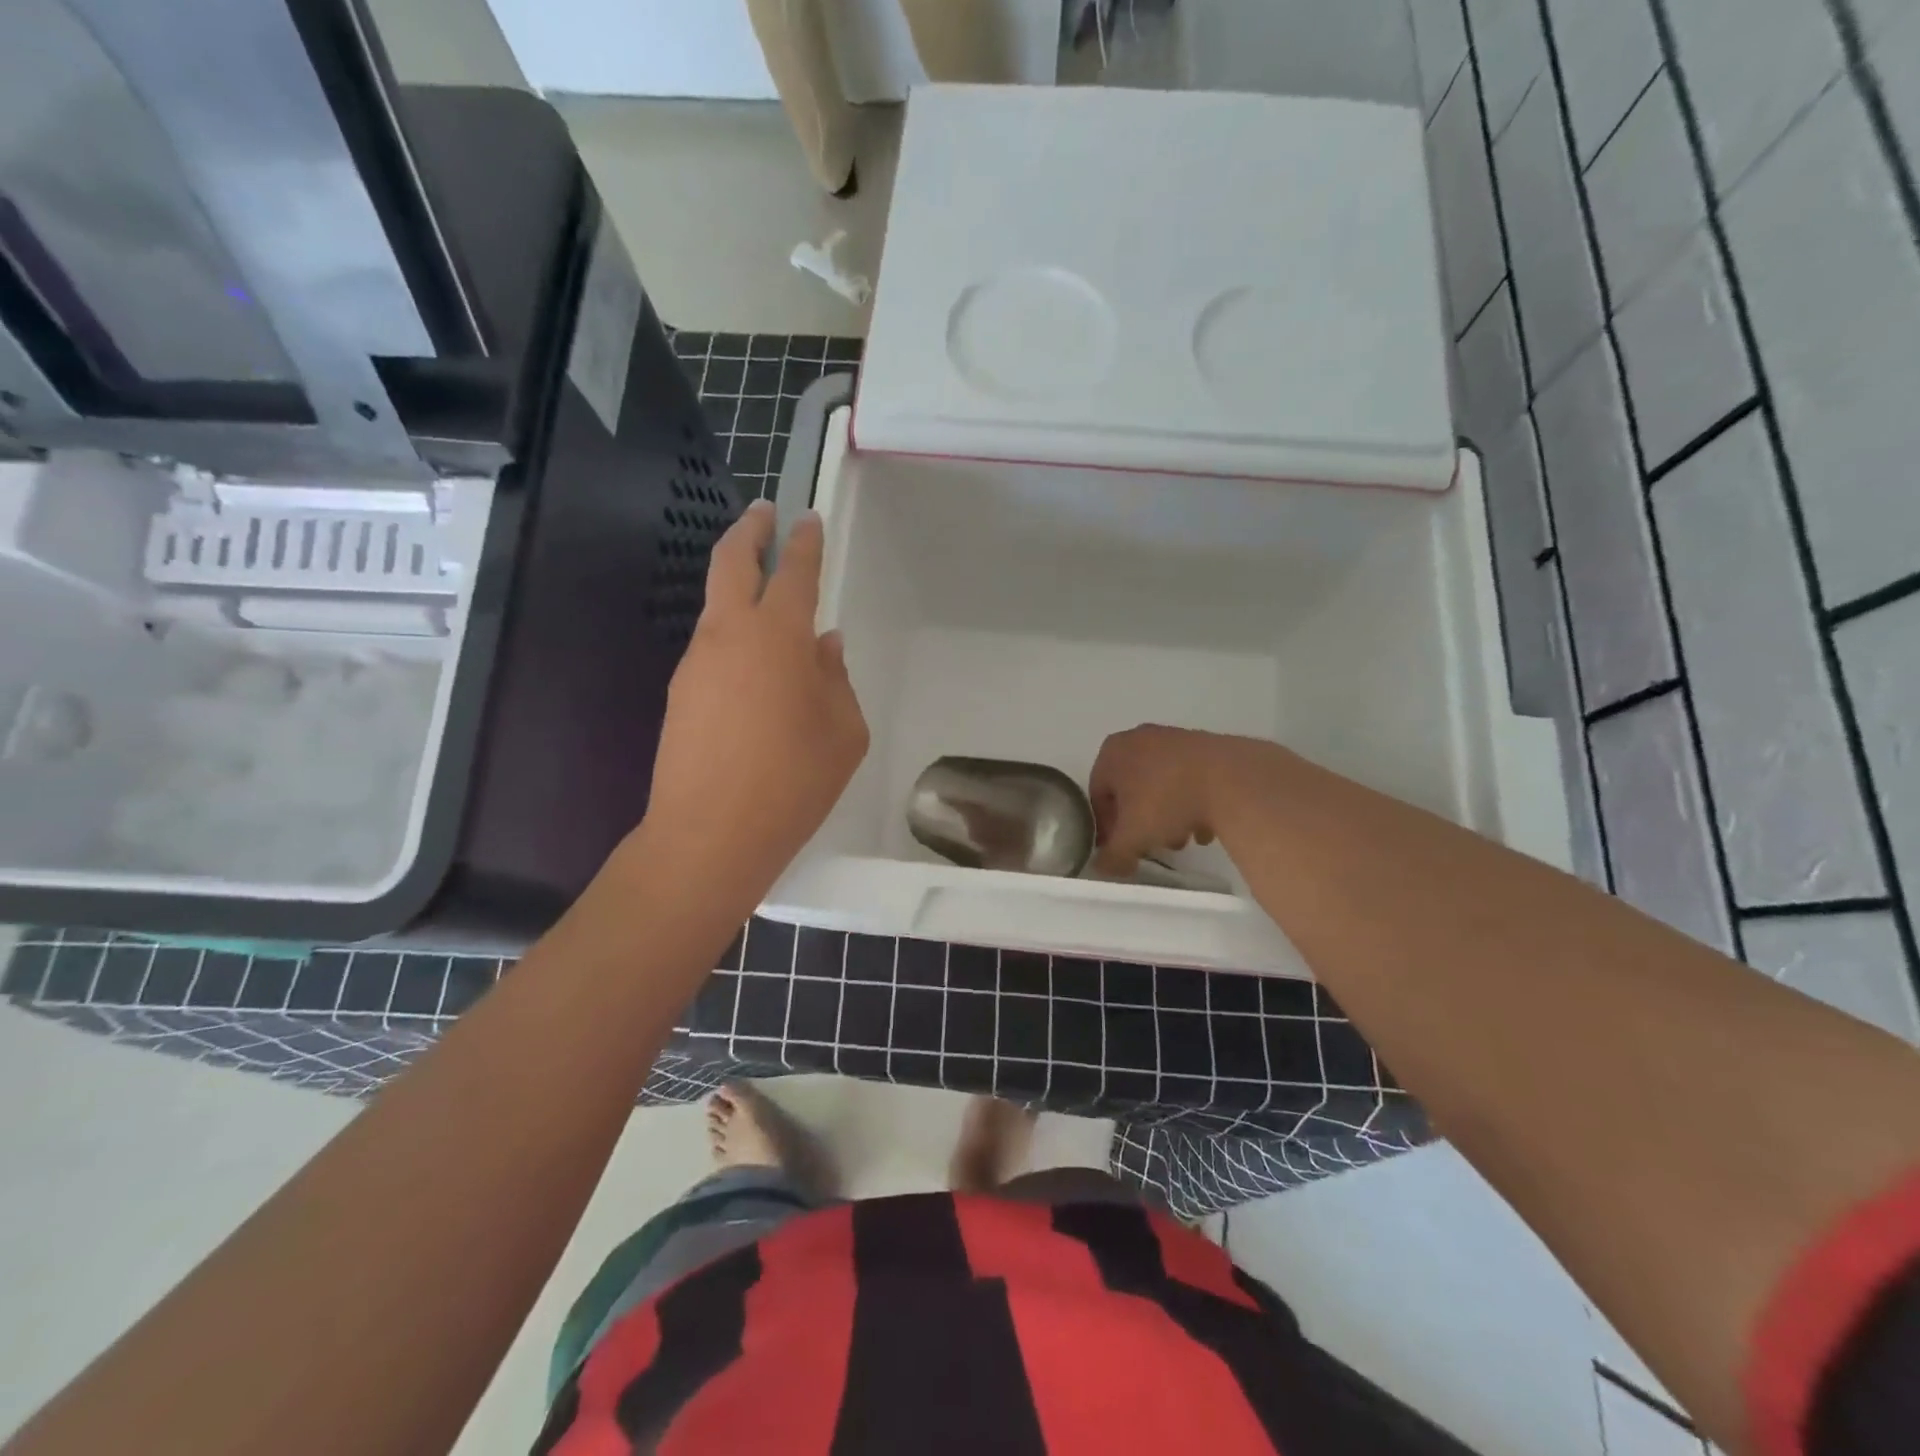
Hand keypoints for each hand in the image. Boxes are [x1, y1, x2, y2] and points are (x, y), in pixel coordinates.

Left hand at [630, 501, 867, 913]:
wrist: (710, 834)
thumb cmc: (794, 781)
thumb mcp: (843, 731)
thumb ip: (836, 679)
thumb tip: (824, 645)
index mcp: (777, 635)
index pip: (793, 571)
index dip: (803, 541)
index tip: (807, 519)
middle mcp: (729, 634)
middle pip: (731, 562)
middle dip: (749, 530)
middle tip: (763, 512)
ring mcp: (696, 662)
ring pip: (717, 606)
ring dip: (738, 587)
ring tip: (768, 601)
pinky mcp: (680, 693)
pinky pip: (712, 648)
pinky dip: (734, 637)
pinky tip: (754, 668)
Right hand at [1089, 725, 1243, 876]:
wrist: (1231, 779)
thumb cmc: (1167, 802)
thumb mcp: (1133, 838)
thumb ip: (1113, 856)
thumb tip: (1104, 868)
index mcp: (1112, 752)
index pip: (1098, 796)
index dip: (1107, 828)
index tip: (1121, 850)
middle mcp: (1139, 738)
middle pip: (1131, 790)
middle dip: (1141, 822)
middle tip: (1152, 846)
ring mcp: (1174, 738)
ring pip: (1161, 785)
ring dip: (1167, 815)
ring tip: (1183, 840)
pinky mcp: (1206, 745)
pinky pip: (1188, 778)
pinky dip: (1191, 802)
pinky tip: (1204, 827)